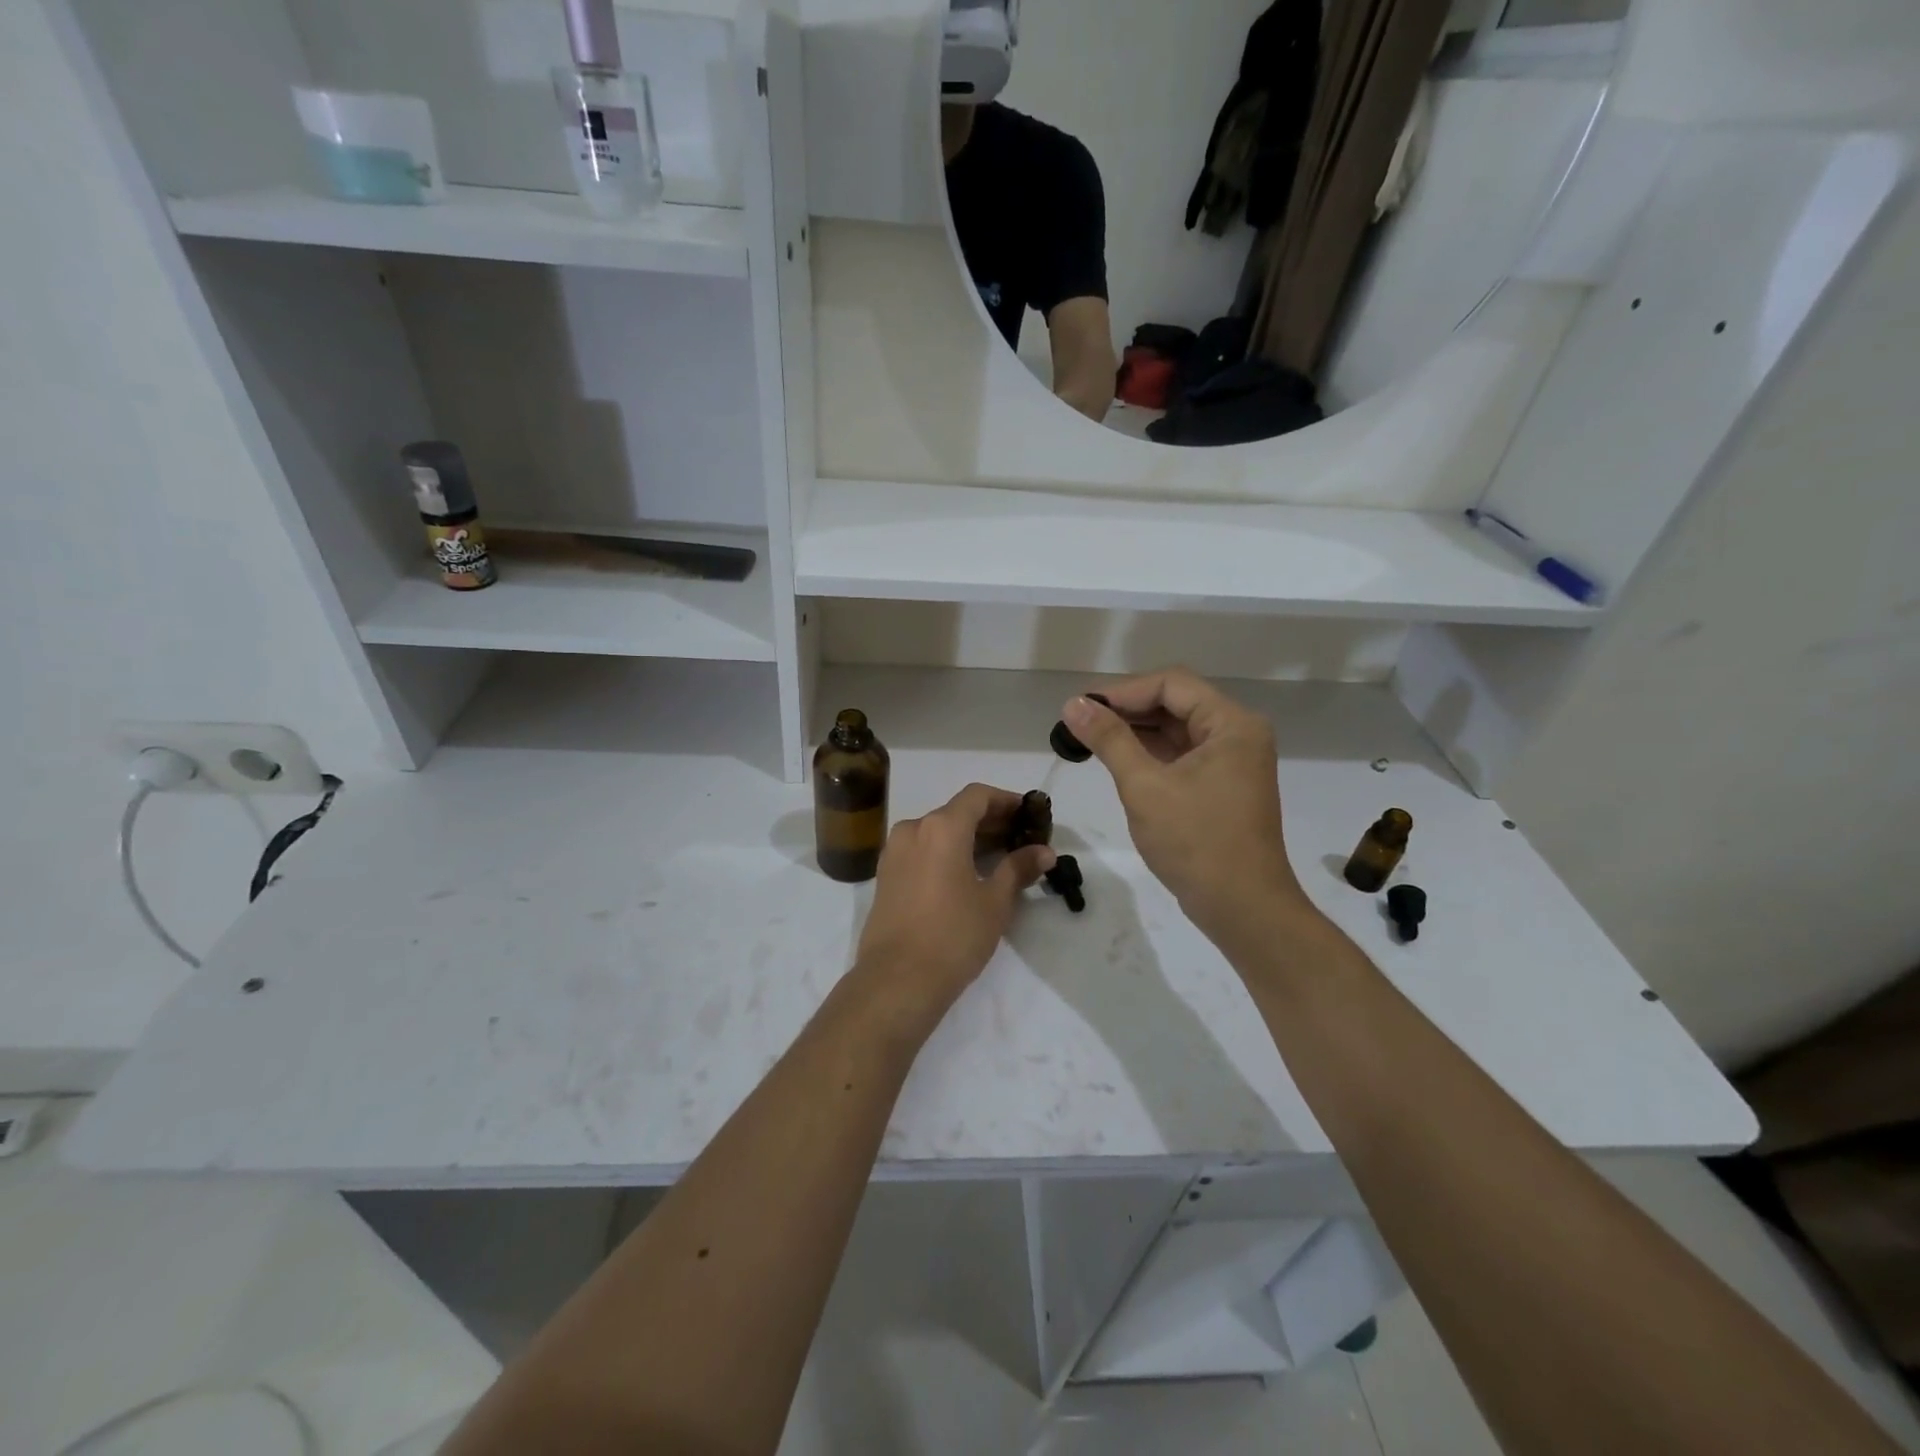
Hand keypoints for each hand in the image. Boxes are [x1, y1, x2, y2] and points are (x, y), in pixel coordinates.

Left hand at [853, 784, 1055, 1014]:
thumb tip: (1045, 852)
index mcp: (941, 827)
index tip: (1029, 814)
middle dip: (991, 821)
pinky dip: (946, 852)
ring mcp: (894, 852)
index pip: (978, 796)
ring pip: (937, 831)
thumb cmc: (953, 935)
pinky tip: (967, 874)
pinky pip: (922, 850)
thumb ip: (1018, 868)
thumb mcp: (995, 902)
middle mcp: (913, 829)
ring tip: (999, 858)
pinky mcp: (886, 875)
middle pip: (957, 812)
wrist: (897, 980)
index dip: (1006, 801)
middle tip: (1022, 839)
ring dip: (968, 838)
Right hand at [1061, 669, 1310, 945]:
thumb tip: (1073, 704)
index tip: (1081, 707)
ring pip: (1176, 730)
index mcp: (1232, 724)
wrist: (1242, 908)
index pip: (1171, 684)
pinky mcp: (1221, 786)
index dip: (1123, 691)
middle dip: (1126, 710)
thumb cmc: (1196, 842)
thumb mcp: (1144, 786)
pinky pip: (1181, 755)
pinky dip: (1149, 754)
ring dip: (1135, 731)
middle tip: (1079, 722)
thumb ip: (1109, 740)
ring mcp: (1231, 762)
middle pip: (1175, 703)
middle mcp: (1237, 734)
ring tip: (1089, 738)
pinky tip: (1116, 760)